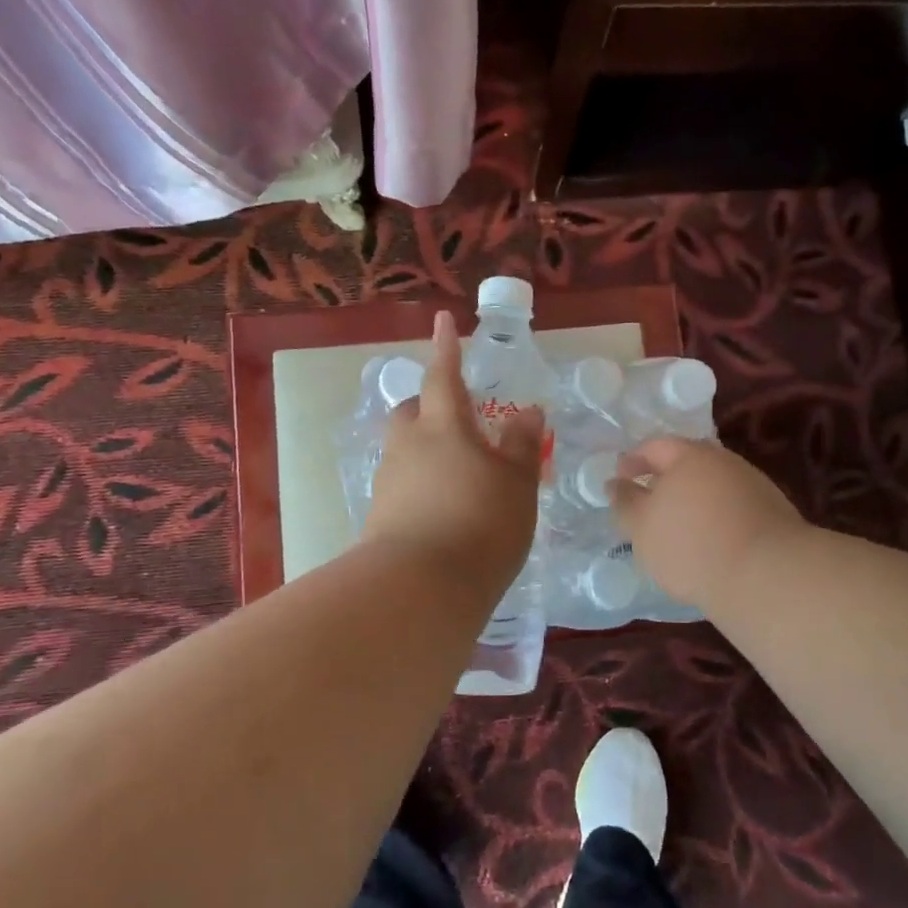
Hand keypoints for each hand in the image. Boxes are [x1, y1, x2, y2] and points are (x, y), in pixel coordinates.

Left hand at [364, 310, 544, 593]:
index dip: (446, 347)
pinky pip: (403, 484)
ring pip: (405, 449)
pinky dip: (421, 483)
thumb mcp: (517, 484)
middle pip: (412, 411)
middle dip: (430, 405)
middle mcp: (408, 445)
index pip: (444, 374)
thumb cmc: (480, 524)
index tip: (442, 320)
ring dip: (426, 449)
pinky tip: (443, 507)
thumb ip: (522, 444)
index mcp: (444, 426)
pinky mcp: (379, 515)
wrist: (419, 587)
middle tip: (458, 418)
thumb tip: (528, 411)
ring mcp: (389, 480)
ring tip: (458, 472)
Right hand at [609, 438, 805, 609]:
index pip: (655, 446)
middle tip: (648, 500)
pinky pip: (732, 507)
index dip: (633, 460)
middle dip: (665, 478)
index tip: (620, 478)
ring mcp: (753, 485)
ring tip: (677, 527)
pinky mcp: (772, 513)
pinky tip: (709, 541)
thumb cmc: (691, 544)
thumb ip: (624, 502)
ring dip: (692, 499)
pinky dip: (715, 517)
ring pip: (713, 485)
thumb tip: (615, 483)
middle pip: (688, 462)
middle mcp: (724, 461)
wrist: (767, 575)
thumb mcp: (641, 527)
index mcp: (690, 455)